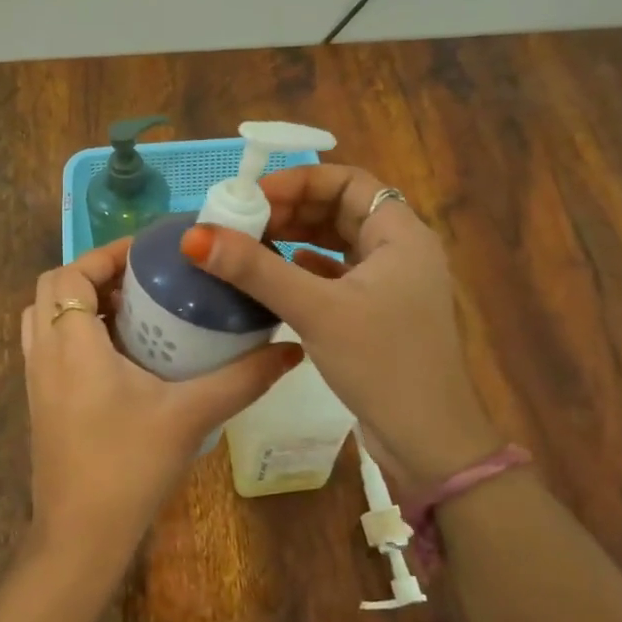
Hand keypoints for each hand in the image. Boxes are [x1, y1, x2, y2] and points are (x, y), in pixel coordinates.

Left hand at [21, 238, 302, 571]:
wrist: (80, 537)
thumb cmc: (129, 467)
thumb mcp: (191, 415)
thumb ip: (243, 379)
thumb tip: (292, 350)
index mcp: (72, 344)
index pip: (70, 274)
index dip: (105, 254)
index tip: (150, 253)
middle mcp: (44, 353)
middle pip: (53, 288)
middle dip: (94, 274)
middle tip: (144, 280)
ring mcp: (36, 380)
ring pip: (44, 316)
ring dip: (81, 302)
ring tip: (132, 310)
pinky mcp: (40, 403)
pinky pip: (48, 345)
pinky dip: (75, 331)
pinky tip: (120, 354)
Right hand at [178, 164, 496, 489]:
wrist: (427, 440)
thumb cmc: (381, 363)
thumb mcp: (315, 310)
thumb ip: (255, 270)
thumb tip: (194, 236)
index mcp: (402, 235)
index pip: (350, 182)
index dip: (300, 181)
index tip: (253, 197)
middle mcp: (402, 252)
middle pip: (343, 210)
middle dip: (293, 210)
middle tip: (244, 221)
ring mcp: (393, 285)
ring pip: (340, 244)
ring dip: (298, 238)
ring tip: (252, 243)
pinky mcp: (381, 314)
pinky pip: (340, 276)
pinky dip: (309, 269)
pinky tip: (281, 276)